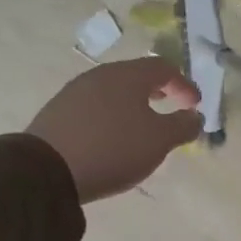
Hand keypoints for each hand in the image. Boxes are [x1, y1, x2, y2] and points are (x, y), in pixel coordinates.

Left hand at [26, 58, 201, 202]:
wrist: (44, 171)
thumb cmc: (114, 148)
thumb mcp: (160, 140)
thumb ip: (183, 126)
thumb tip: (194, 116)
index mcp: (128, 76)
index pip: (164, 68)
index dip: (184, 84)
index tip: (195, 105)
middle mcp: (100, 76)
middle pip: (136, 76)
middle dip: (158, 90)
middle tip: (171, 105)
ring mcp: (74, 93)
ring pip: (113, 91)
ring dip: (133, 103)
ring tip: (142, 124)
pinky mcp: (56, 113)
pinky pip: (94, 107)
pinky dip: (111, 115)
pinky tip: (113, 136)